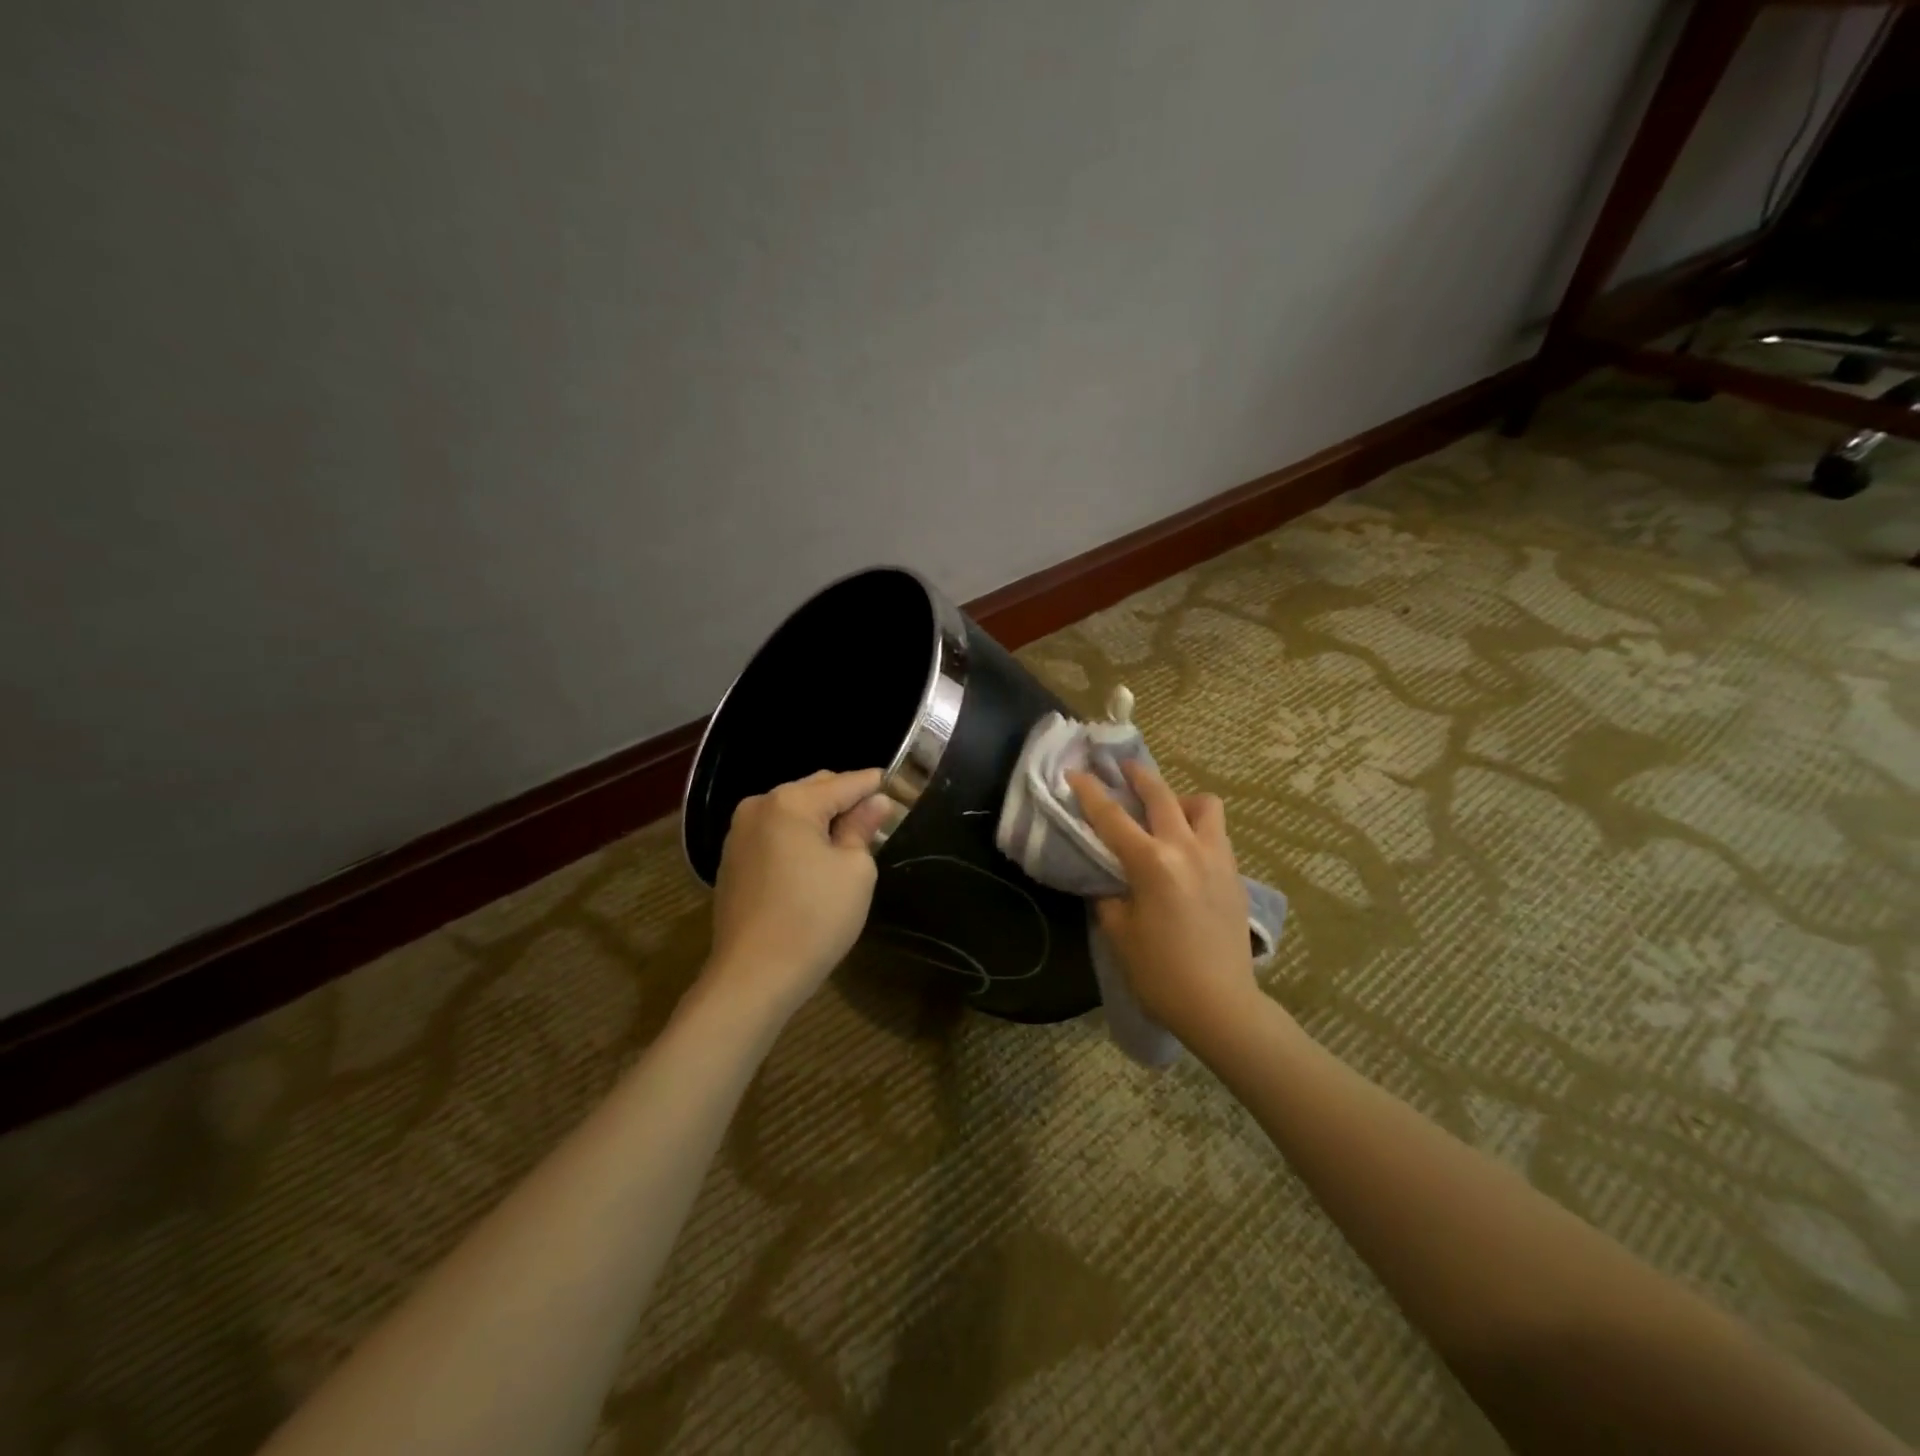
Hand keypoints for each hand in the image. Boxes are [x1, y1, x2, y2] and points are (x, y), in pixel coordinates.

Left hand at [704, 769, 893, 1014]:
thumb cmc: (814, 919)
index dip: (874, 784)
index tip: (899, 785)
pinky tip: (815, 860)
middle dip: (845, 800)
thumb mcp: (854, 871)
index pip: (844, 783)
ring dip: (820, 819)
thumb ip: (863, 828)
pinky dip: (798, 837)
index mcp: (789, 802)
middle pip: (814, 790)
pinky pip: (774, 834)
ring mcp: (738, 834)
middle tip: (877, 818)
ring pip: (792, 812)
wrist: (753, 977)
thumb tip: (876, 803)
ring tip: (849, 840)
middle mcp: (758, 807)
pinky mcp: (731, 861)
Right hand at [1068, 762, 1256, 1039]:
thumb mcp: (1119, 932)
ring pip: (1204, 805)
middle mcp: (1187, 849)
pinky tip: (1186, 851)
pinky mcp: (1235, 874)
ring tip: (1167, 814)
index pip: (1112, 817)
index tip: (1075, 772)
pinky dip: (1198, 828)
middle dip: (1138, 776)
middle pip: (1162, 794)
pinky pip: (1217, 834)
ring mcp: (1217, 858)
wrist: (1220, 1004)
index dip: (1090, 792)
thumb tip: (1109, 880)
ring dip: (1181, 800)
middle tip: (1123, 769)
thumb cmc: (1160, 973)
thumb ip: (1109, 896)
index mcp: (1152, 863)